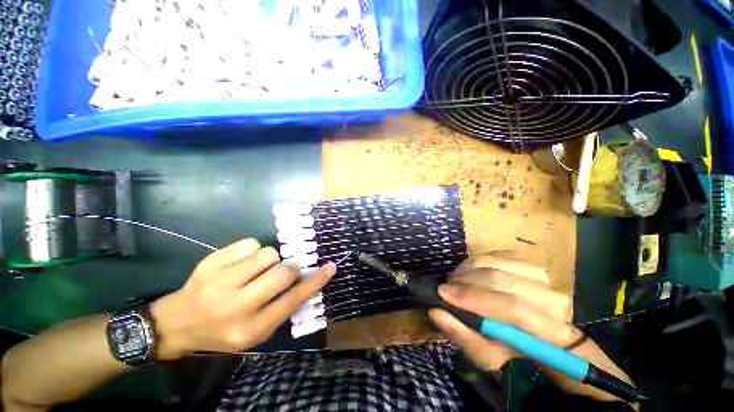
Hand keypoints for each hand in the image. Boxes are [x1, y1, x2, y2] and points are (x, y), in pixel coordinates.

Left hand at [150, 239, 334, 358]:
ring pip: (268, 254)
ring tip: (255, 270)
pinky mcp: (209, 264)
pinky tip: (240, 263)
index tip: (330, 267)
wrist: (176, 324)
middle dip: (289, 268)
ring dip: (269, 259)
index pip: (293, 300)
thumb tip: (306, 280)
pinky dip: (251, 251)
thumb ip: (282, 307)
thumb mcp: (255, 331)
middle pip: (283, 272)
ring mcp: (219, 283)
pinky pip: (249, 244)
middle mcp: (236, 307)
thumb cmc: (222, 331)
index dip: (315, 281)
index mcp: (251, 329)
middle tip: (281, 272)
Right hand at [429, 255, 633, 401]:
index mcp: (551, 330)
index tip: (443, 294)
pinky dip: (473, 264)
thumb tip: (436, 311)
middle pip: (499, 280)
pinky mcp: (525, 261)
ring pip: (492, 264)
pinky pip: (492, 255)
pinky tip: (469, 275)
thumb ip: (462, 333)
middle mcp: (552, 297)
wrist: (532, 330)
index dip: (475, 299)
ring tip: (456, 283)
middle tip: (445, 290)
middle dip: (464, 283)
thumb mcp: (485, 353)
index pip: (514, 309)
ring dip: (466, 272)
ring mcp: (541, 274)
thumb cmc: (510, 348)